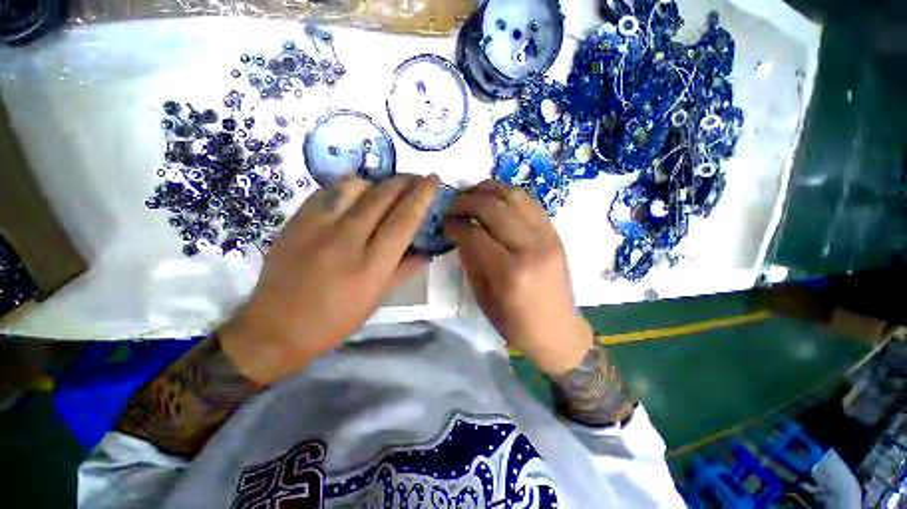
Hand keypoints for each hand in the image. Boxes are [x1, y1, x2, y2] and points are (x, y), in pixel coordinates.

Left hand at [220, 175, 438, 384]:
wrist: (277, 327)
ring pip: (355, 186)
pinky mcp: (296, 220)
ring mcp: (317, 226)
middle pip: (382, 196)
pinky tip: (356, 195)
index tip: (433, 180)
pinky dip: (349, 187)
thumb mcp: (378, 299)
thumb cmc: (336, 319)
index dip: (422, 196)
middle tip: (416, 178)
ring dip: (377, 183)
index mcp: (371, 265)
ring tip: (385, 190)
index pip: (404, 220)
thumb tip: (427, 250)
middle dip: (404, 181)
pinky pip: (329, 191)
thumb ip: (405, 269)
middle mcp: (346, 240)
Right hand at [445, 180, 594, 374]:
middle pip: (493, 207)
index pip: (474, 233)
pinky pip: (530, 203)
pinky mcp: (555, 234)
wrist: (557, 330)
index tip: (445, 223)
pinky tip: (496, 199)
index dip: (455, 224)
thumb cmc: (515, 323)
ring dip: (488, 190)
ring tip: (472, 195)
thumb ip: (470, 260)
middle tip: (454, 206)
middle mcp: (530, 248)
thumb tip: (458, 232)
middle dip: (467, 201)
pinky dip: (509, 195)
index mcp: (510, 272)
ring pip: (514, 196)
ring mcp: (547, 237)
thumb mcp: (483, 297)